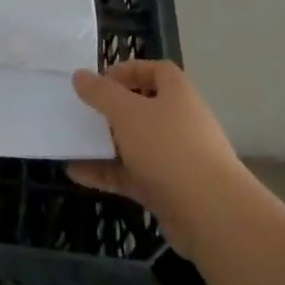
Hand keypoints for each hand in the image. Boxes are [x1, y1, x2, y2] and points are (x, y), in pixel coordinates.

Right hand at [67, 61, 248, 256]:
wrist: (211, 214)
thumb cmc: (168, 148)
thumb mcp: (127, 112)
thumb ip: (101, 93)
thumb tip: (80, 75)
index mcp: (178, 95)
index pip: (157, 70)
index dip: (130, 70)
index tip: (101, 80)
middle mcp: (180, 122)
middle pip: (144, 108)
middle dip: (113, 110)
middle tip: (84, 112)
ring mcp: (175, 158)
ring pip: (136, 144)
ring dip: (105, 143)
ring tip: (73, 143)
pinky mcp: (168, 190)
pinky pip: (132, 175)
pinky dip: (106, 173)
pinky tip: (76, 174)